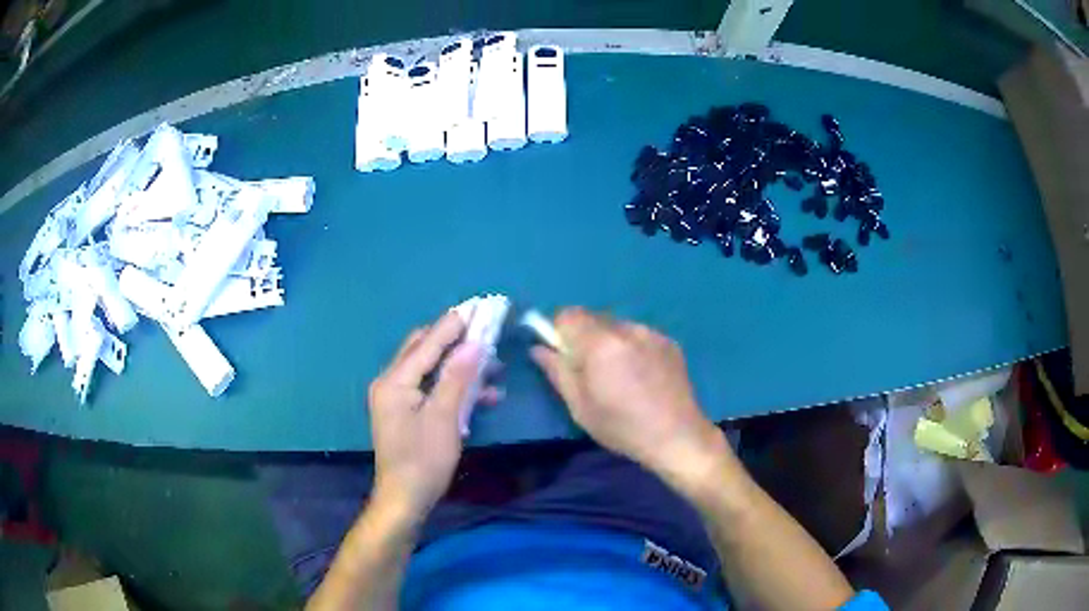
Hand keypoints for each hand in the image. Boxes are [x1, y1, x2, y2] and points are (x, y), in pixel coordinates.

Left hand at [367, 311, 491, 521]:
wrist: (405, 499)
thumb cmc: (423, 460)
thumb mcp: (444, 418)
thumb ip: (457, 377)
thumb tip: (475, 343)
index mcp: (394, 381)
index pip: (427, 343)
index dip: (454, 324)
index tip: (478, 306)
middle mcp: (392, 383)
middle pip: (425, 350)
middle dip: (457, 341)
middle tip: (487, 332)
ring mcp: (398, 398)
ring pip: (432, 370)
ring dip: (460, 367)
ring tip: (495, 367)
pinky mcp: (407, 412)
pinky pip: (432, 390)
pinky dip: (454, 388)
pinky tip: (484, 395)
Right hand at [531, 308, 730, 485]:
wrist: (677, 436)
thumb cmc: (622, 427)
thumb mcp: (580, 406)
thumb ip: (557, 371)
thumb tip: (539, 348)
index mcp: (600, 344)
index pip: (568, 314)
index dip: (559, 331)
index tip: (563, 355)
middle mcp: (626, 329)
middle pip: (593, 317)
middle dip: (584, 337)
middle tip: (590, 370)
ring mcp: (651, 333)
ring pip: (617, 326)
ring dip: (609, 342)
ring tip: (620, 375)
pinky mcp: (668, 342)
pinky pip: (638, 335)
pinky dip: (631, 348)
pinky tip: (641, 376)